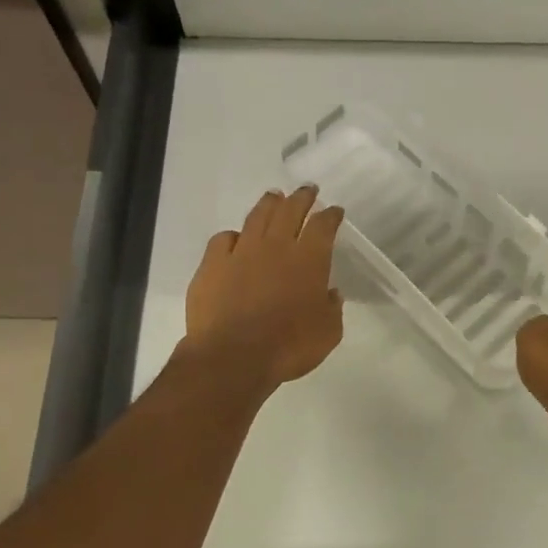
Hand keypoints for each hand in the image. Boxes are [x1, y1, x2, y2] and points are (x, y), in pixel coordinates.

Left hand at [183, 187, 344, 389]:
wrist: (233, 357)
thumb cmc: (289, 347)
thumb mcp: (327, 333)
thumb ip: (331, 309)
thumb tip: (329, 293)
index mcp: (309, 260)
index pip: (323, 226)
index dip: (331, 215)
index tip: (335, 211)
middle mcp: (276, 247)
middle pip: (290, 210)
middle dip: (301, 197)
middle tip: (307, 190)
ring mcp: (241, 252)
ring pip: (257, 217)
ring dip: (269, 204)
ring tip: (274, 197)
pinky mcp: (212, 264)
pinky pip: (223, 239)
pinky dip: (233, 235)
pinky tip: (235, 238)